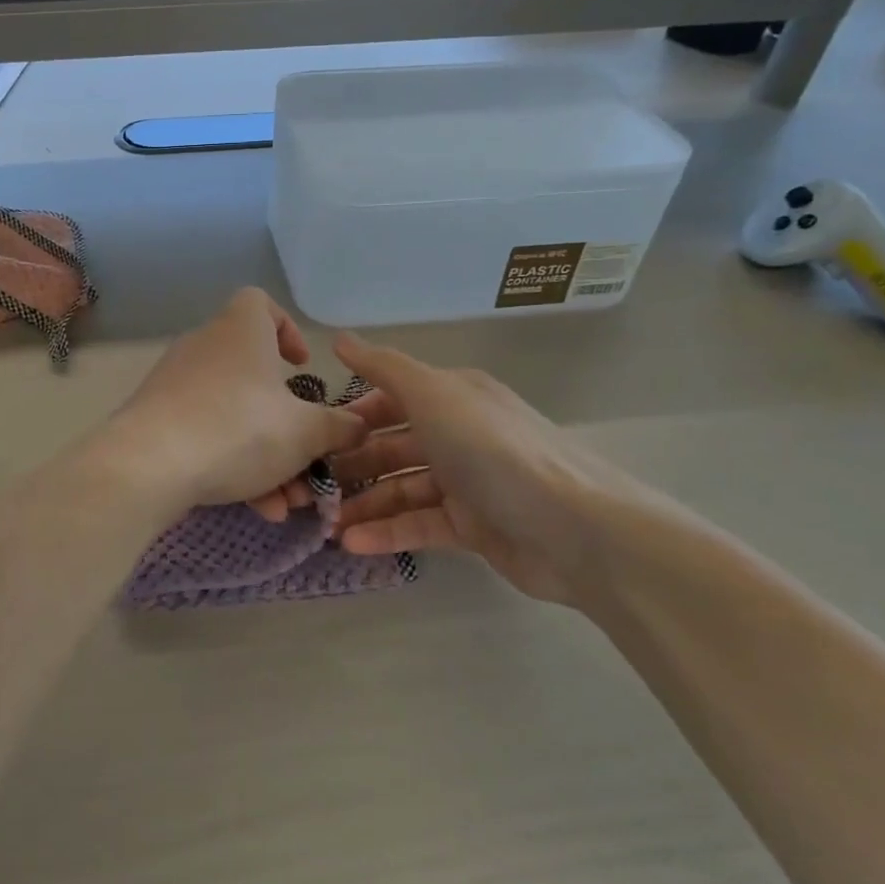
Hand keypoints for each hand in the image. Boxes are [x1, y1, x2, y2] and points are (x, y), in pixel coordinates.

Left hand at [98, 289, 363, 515]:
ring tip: (287, 502)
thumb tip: (360, 424)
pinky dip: (233, 465)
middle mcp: (205, 348)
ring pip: (234, 416)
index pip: (260, 304)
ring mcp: (176, 385)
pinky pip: (206, 436)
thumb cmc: (238, 429)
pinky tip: (257, 508)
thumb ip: (338, 427)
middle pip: (254, 376)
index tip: (302, 367)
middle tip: (307, 457)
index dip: (286, 329)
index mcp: (240, 331)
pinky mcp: (156, 420)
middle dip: (287, 422)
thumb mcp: (304, 433)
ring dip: (267, 457)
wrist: (148, 466)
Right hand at [328, 334, 680, 606]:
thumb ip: (384, 368)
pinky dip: (387, 533)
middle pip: (394, 446)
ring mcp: (467, 482)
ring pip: (403, 489)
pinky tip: (352, 544)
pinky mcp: (473, 527)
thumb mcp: (433, 395)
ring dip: (365, 504)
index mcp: (452, 396)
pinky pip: (420, 524)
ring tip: (325, 524)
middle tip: (311, 487)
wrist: (573, 527)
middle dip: (353, 464)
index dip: (355, 415)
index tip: (316, 435)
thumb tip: (339, 339)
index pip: (392, 399)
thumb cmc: (492, 449)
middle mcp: (458, 434)